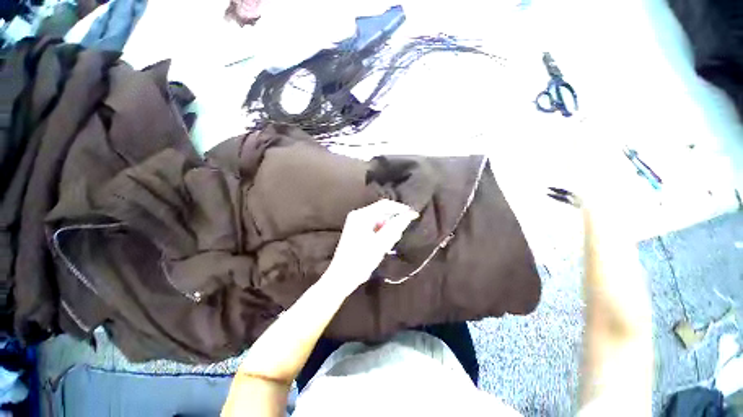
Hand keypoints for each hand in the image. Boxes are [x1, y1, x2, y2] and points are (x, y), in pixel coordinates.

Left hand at [325, 199, 417, 292]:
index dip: (400, 208)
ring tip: (387, 245)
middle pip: (382, 212)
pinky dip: (381, 234)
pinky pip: (374, 226)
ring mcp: (356, 222)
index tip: (413, 216)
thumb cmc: (361, 260)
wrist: (342, 276)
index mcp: (362, 215)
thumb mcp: (381, 243)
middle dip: (392, 223)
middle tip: (396, 238)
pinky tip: (381, 246)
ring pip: (379, 220)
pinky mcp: (357, 230)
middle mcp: (358, 215)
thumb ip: (395, 227)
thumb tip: (409, 214)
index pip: (385, 205)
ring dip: (387, 230)